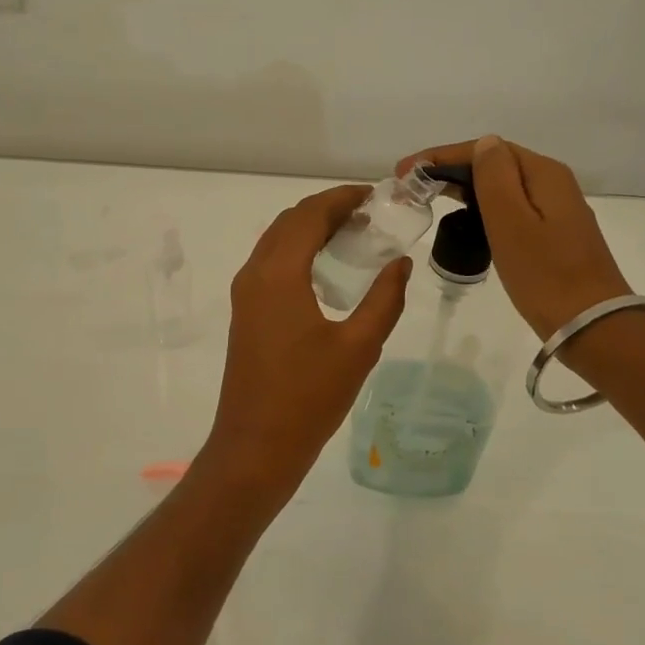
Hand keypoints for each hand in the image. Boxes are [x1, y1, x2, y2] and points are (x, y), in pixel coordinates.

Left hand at [197, 185, 410, 504]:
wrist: (255, 447)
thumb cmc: (308, 398)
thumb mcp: (358, 348)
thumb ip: (384, 299)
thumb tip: (399, 262)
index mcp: (278, 274)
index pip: (310, 215)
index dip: (343, 198)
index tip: (378, 196)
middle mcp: (255, 274)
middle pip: (291, 221)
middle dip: (329, 209)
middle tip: (372, 216)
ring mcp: (245, 294)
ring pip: (278, 241)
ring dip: (312, 229)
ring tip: (356, 236)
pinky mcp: (246, 312)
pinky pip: (272, 263)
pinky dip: (299, 251)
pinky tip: (328, 269)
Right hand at [397, 135, 631, 340]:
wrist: (592, 327)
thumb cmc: (545, 275)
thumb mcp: (512, 223)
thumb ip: (495, 178)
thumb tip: (484, 144)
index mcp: (543, 174)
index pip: (486, 149)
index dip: (441, 156)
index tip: (405, 171)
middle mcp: (552, 183)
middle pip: (495, 163)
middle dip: (450, 169)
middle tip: (411, 186)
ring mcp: (556, 210)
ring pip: (502, 185)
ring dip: (465, 186)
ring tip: (429, 198)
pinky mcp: (553, 234)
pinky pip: (511, 207)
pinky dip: (482, 207)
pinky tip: (465, 219)